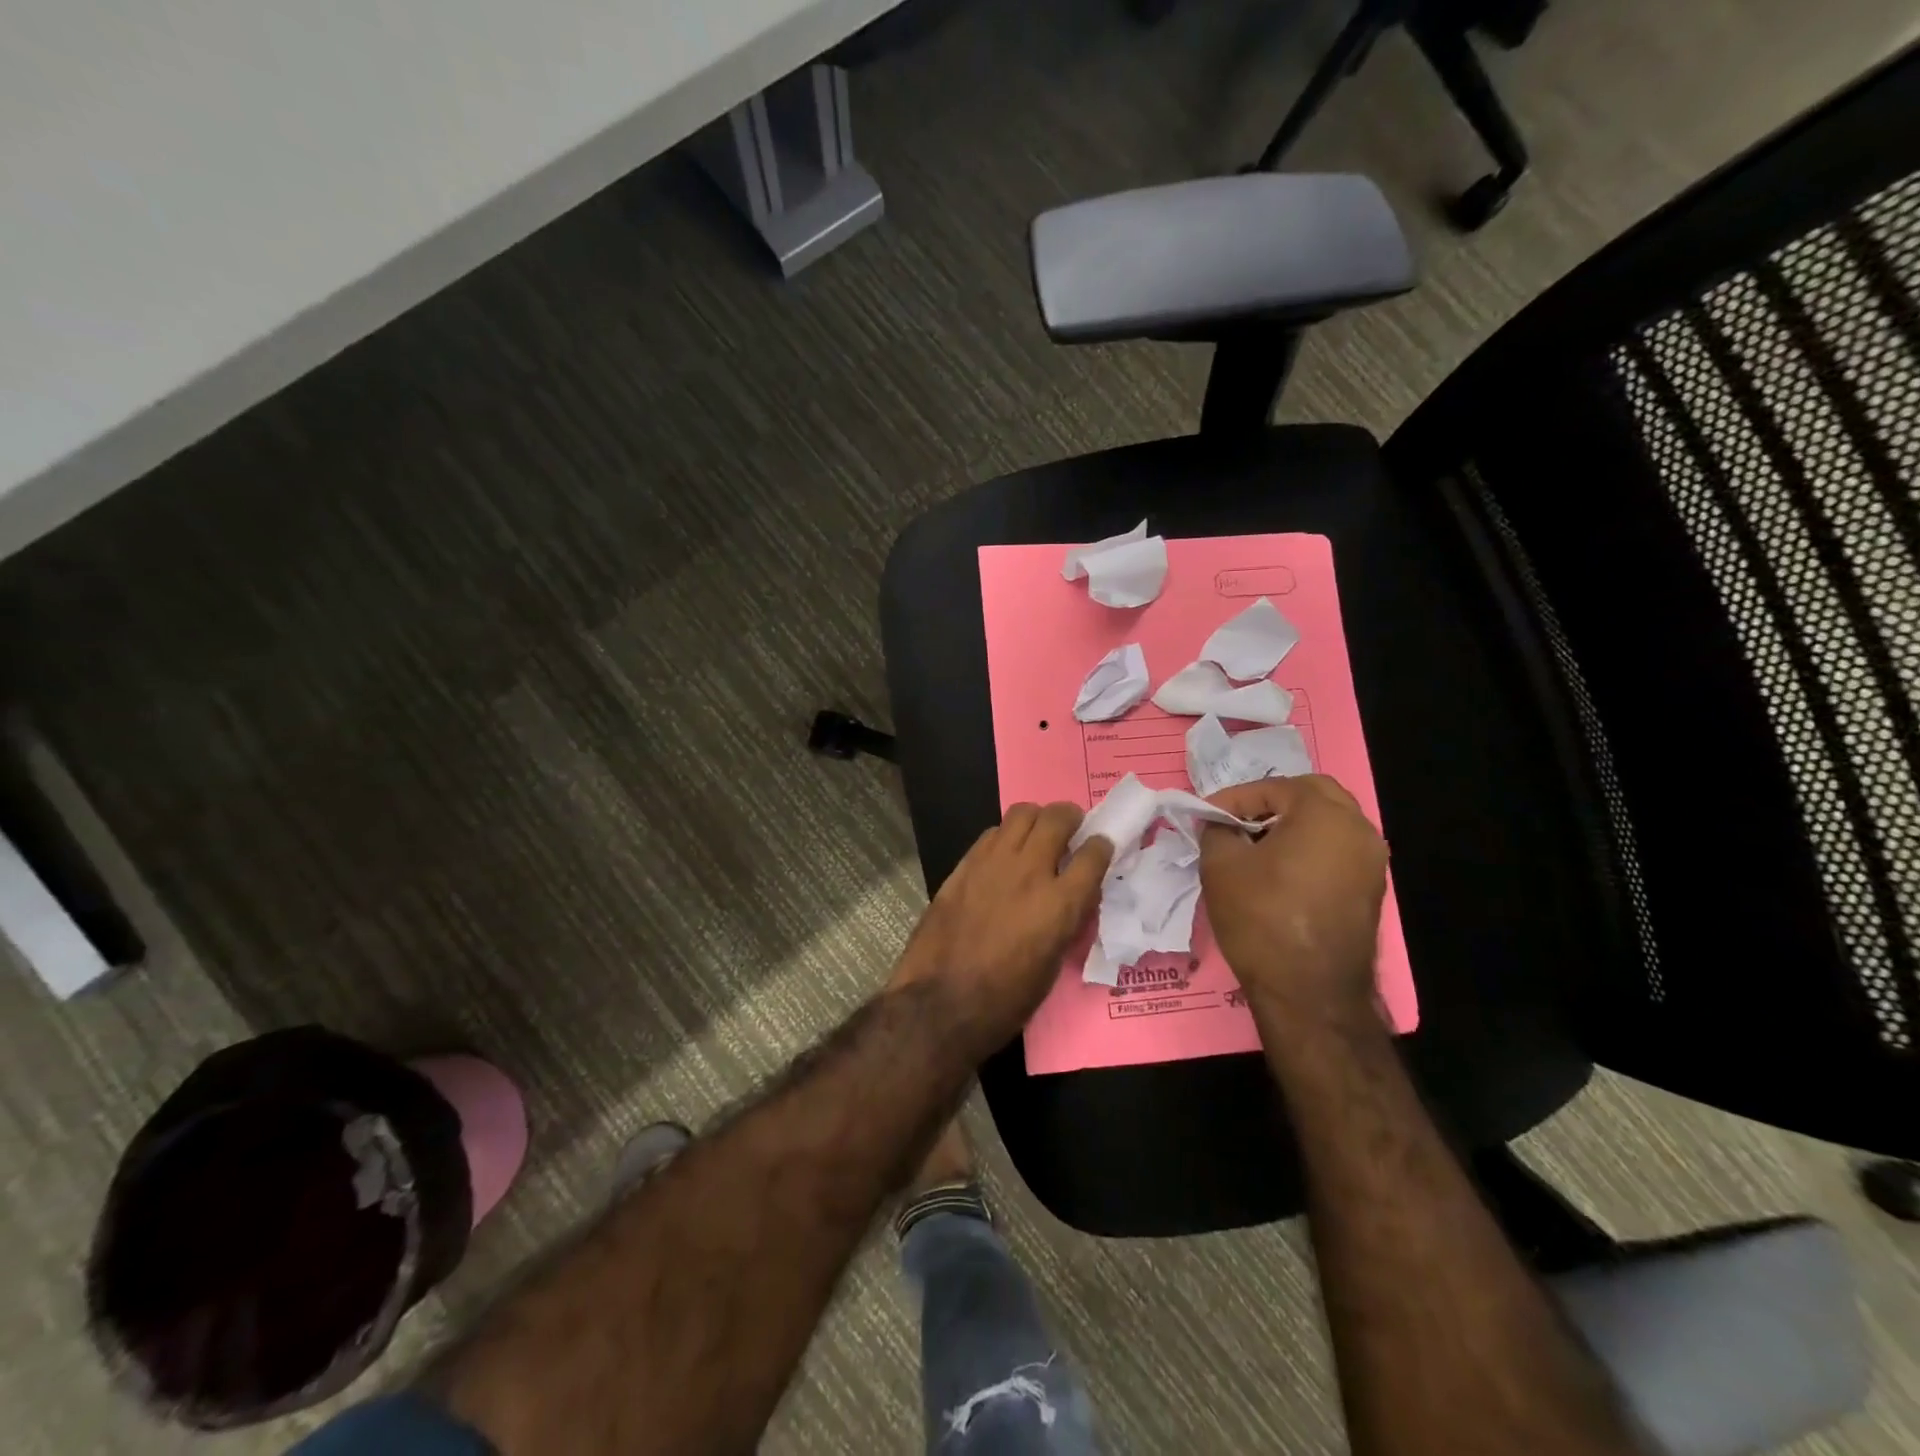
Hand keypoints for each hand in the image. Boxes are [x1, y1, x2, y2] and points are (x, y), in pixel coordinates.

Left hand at [892, 803, 1112, 1055]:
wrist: (939, 1003)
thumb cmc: (1005, 1000)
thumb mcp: (1052, 966)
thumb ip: (1066, 922)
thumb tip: (1073, 899)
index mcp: (1060, 904)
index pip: (1094, 854)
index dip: (1102, 846)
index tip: (1101, 847)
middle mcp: (1030, 872)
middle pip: (1058, 818)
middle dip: (1071, 818)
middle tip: (1071, 829)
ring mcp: (993, 863)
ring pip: (1022, 814)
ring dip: (1037, 819)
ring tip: (1038, 834)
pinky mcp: (963, 865)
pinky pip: (992, 833)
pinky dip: (1006, 836)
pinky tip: (1004, 854)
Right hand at [1199, 775, 1387, 1023]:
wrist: (1310, 993)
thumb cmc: (1262, 918)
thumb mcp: (1221, 866)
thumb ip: (1217, 831)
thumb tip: (1220, 824)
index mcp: (1324, 814)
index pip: (1272, 788)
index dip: (1233, 799)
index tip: (1205, 816)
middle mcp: (1358, 829)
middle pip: (1312, 795)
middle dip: (1271, 802)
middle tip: (1237, 820)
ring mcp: (1371, 862)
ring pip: (1329, 823)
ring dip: (1292, 825)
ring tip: (1253, 845)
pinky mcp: (1371, 891)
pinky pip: (1336, 852)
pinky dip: (1309, 849)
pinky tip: (1279, 871)